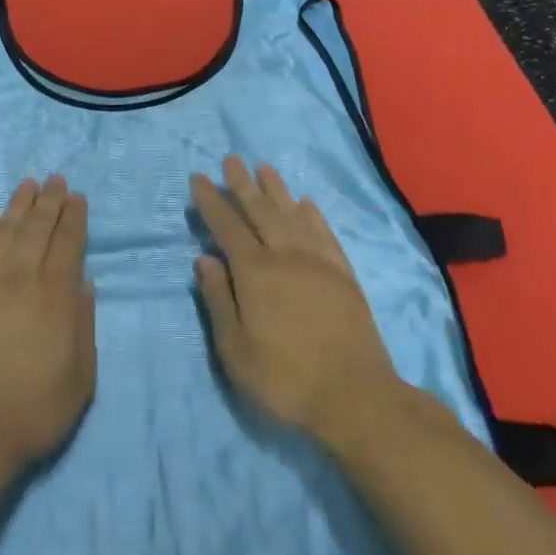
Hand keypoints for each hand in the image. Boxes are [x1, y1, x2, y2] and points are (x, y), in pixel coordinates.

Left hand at [0, 176, 95, 471]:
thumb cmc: (32, 410)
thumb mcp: (80, 377)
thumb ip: (83, 324)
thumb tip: (84, 282)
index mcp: (55, 296)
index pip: (68, 244)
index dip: (74, 218)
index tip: (77, 197)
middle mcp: (21, 279)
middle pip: (37, 230)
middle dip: (49, 202)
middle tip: (55, 179)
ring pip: (4, 232)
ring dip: (18, 206)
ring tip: (27, 185)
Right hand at [192, 155, 400, 443]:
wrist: (355, 395)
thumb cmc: (285, 378)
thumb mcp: (235, 349)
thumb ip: (219, 299)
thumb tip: (204, 259)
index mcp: (255, 272)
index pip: (227, 227)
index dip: (212, 201)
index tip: (200, 178)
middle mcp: (286, 256)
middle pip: (261, 211)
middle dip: (243, 184)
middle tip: (231, 159)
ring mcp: (319, 262)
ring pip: (293, 215)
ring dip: (277, 190)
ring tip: (264, 168)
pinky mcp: (344, 275)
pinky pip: (324, 234)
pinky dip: (312, 215)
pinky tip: (306, 204)